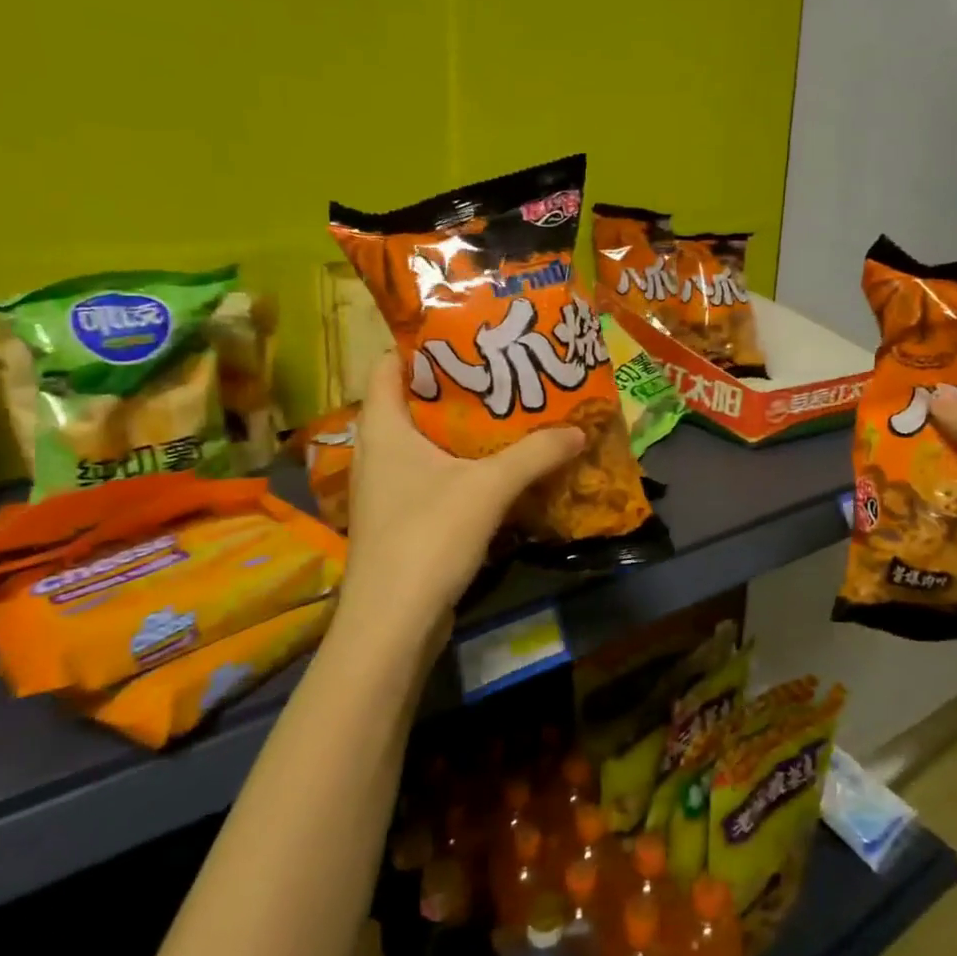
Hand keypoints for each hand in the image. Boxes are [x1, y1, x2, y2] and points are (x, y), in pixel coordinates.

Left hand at [339, 356, 584, 644]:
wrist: (393, 624)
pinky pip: (434, 476)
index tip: (467, 330)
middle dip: (458, 384)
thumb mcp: (488, 487)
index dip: (421, 342)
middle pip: (414, 400)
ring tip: (510, 411)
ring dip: (464, 428)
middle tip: (504, 368)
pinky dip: (463, 465)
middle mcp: (378, 451)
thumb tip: (578, 429)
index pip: (389, 363)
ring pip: (426, 442)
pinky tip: (500, 467)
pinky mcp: (402, 519)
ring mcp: (387, 488)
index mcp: (383, 427)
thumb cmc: (428, 537)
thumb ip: (535, 454)